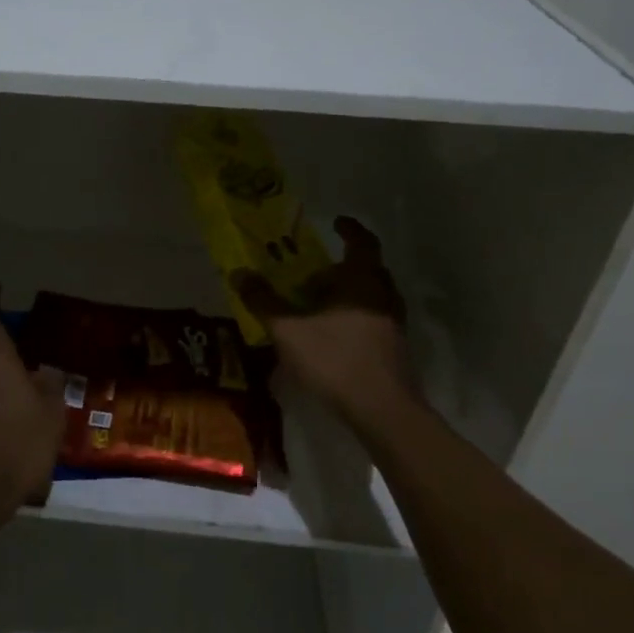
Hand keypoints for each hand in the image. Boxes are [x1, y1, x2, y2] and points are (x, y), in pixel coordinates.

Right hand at [232, 216, 418, 422]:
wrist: (382, 409)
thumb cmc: (335, 358)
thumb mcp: (288, 329)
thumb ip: (263, 301)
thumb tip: (239, 272)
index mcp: (363, 279)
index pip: (362, 242)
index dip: (350, 229)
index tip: (336, 222)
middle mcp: (383, 295)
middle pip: (367, 269)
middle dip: (341, 267)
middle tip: (312, 272)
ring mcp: (393, 323)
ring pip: (371, 296)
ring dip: (347, 293)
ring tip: (318, 303)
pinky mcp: (394, 348)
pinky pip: (372, 319)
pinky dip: (353, 316)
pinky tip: (330, 335)